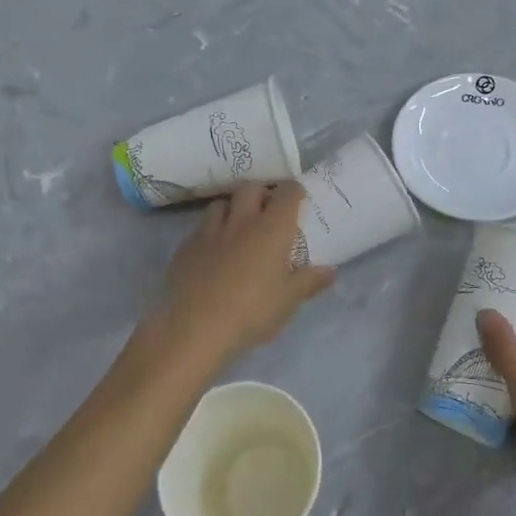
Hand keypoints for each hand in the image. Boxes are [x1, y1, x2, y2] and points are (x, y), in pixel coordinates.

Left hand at [158, 182, 333, 365]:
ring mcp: (209, 231)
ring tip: (239, 225)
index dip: (295, 191)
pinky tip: (213, 250)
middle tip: (268, 210)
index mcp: (271, 228)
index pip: (287, 193)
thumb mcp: (288, 301)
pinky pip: (201, 227)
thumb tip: (330, 270)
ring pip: (222, 203)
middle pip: (251, 189)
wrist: (193, 327)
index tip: (299, 198)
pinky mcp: (185, 247)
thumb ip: (309, 281)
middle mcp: (241, 221)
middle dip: (262, 193)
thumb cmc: (251, 312)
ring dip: (233, 207)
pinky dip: (211, 230)